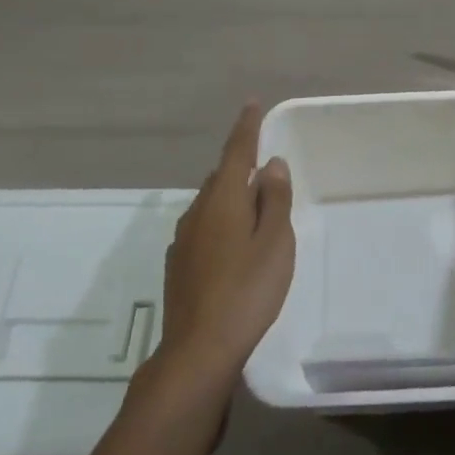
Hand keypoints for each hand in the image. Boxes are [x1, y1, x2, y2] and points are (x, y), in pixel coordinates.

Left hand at [156, 103, 295, 393]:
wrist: (198, 350)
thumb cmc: (248, 291)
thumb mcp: (275, 242)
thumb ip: (274, 200)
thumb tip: (270, 164)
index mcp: (223, 200)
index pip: (236, 152)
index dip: (246, 127)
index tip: (252, 104)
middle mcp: (198, 212)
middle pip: (220, 177)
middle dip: (239, 165)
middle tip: (263, 163)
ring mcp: (184, 239)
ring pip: (210, 203)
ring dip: (231, 195)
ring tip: (253, 203)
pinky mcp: (179, 264)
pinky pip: (204, 226)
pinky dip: (222, 221)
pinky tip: (233, 242)